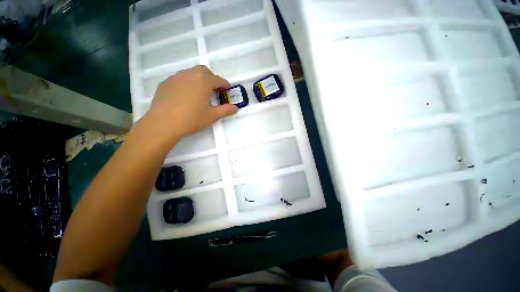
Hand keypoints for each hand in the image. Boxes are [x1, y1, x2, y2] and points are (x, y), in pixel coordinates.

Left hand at [139, 65, 237, 144]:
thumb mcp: (212, 116)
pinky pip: (180, 78)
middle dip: (211, 79)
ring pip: (191, 73)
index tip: (227, 90)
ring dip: (199, 80)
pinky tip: (185, 96)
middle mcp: (190, 74)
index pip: (218, 79)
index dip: (224, 85)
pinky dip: (186, 83)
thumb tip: (236, 108)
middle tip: (213, 91)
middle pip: (204, 71)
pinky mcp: (166, 82)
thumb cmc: (191, 119)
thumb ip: (226, 110)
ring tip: (199, 93)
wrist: (163, 124)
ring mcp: (176, 77)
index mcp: (203, 81)